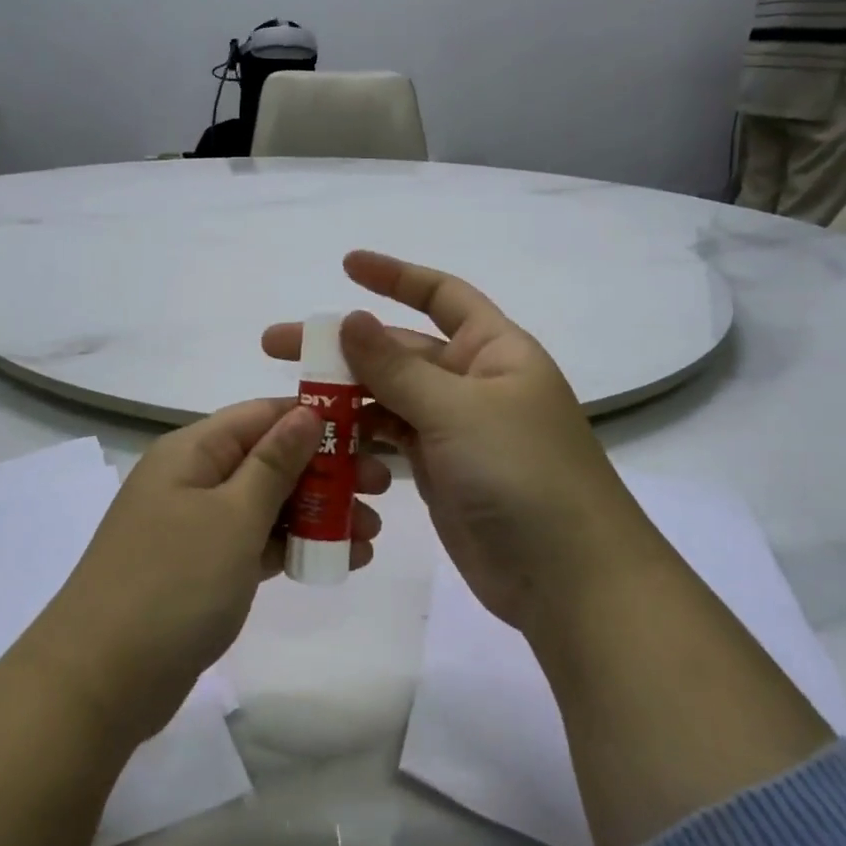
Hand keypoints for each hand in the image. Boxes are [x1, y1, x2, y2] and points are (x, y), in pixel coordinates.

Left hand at [23, 399, 386, 744]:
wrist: (100, 682)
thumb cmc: (172, 584)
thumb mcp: (233, 516)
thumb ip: (274, 463)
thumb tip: (306, 411)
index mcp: (192, 450)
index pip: (263, 414)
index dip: (316, 418)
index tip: (370, 431)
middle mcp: (193, 478)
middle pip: (270, 459)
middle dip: (327, 470)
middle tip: (382, 487)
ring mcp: (196, 526)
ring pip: (268, 503)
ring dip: (319, 512)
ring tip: (371, 533)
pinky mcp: (202, 569)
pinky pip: (256, 543)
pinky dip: (294, 546)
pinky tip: (340, 560)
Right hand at [264, 252, 650, 635]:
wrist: (568, 579)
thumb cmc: (522, 474)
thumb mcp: (457, 410)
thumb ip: (396, 367)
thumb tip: (349, 318)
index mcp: (494, 350)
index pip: (442, 296)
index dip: (395, 276)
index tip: (345, 266)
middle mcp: (473, 382)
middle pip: (399, 352)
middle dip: (342, 348)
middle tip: (277, 346)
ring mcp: (455, 430)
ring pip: (389, 399)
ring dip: (344, 398)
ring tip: (292, 403)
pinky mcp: (440, 471)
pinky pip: (391, 442)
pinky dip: (359, 440)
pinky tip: (322, 444)